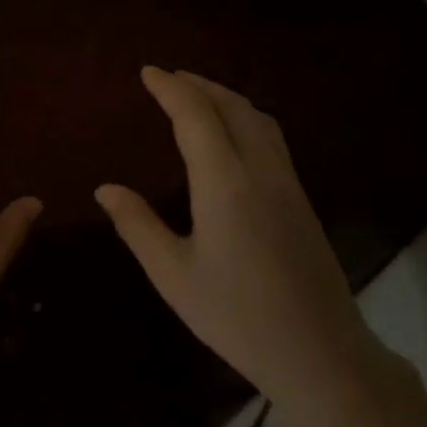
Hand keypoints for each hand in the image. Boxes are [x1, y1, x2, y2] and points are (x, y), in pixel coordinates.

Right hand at [95, 67, 402, 424]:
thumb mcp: (173, 275)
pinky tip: (232, 135)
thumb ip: (137, 225)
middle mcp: (261, 171)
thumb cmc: (237, 316)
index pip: (196, 116)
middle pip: (232, 107)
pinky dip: (245, 118)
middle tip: (168, 78)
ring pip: (259, 119)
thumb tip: (106, 188)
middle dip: (199, 85)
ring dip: (226, 98)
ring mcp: (289, 184)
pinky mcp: (303, 201)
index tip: (147, 72)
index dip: (171, 89)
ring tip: (198, 96)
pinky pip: (272, 138)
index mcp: (225, 183)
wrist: (320, 353)